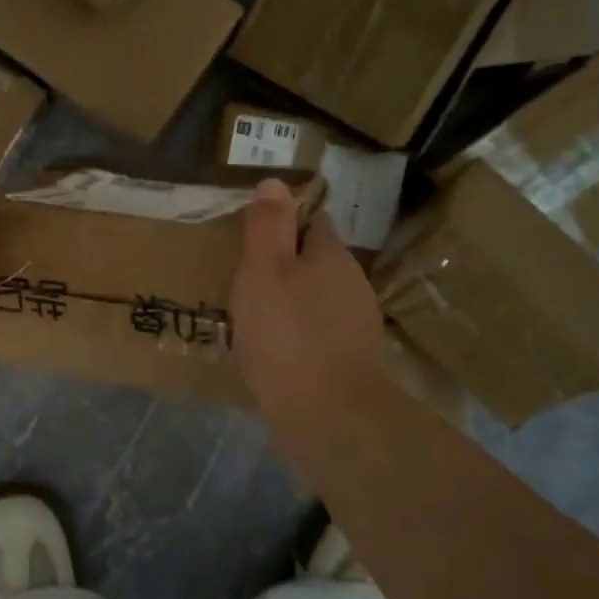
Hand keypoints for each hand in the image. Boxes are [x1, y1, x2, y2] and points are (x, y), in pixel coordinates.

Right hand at [232, 178, 387, 427]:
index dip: (283, 223)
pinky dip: (295, 336)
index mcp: (332, 256)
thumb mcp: (265, 271)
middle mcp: (352, 285)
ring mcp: (355, 327)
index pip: (312, 222)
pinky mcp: (349, 363)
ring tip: (251, 315)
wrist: (329, 416)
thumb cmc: (288, 334)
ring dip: (290, 303)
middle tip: (243, 277)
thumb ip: (268, 227)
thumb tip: (275, 182)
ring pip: (316, 300)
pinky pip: (316, 335)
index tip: (252, 235)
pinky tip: (272, 351)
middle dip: (285, 266)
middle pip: (315, 262)